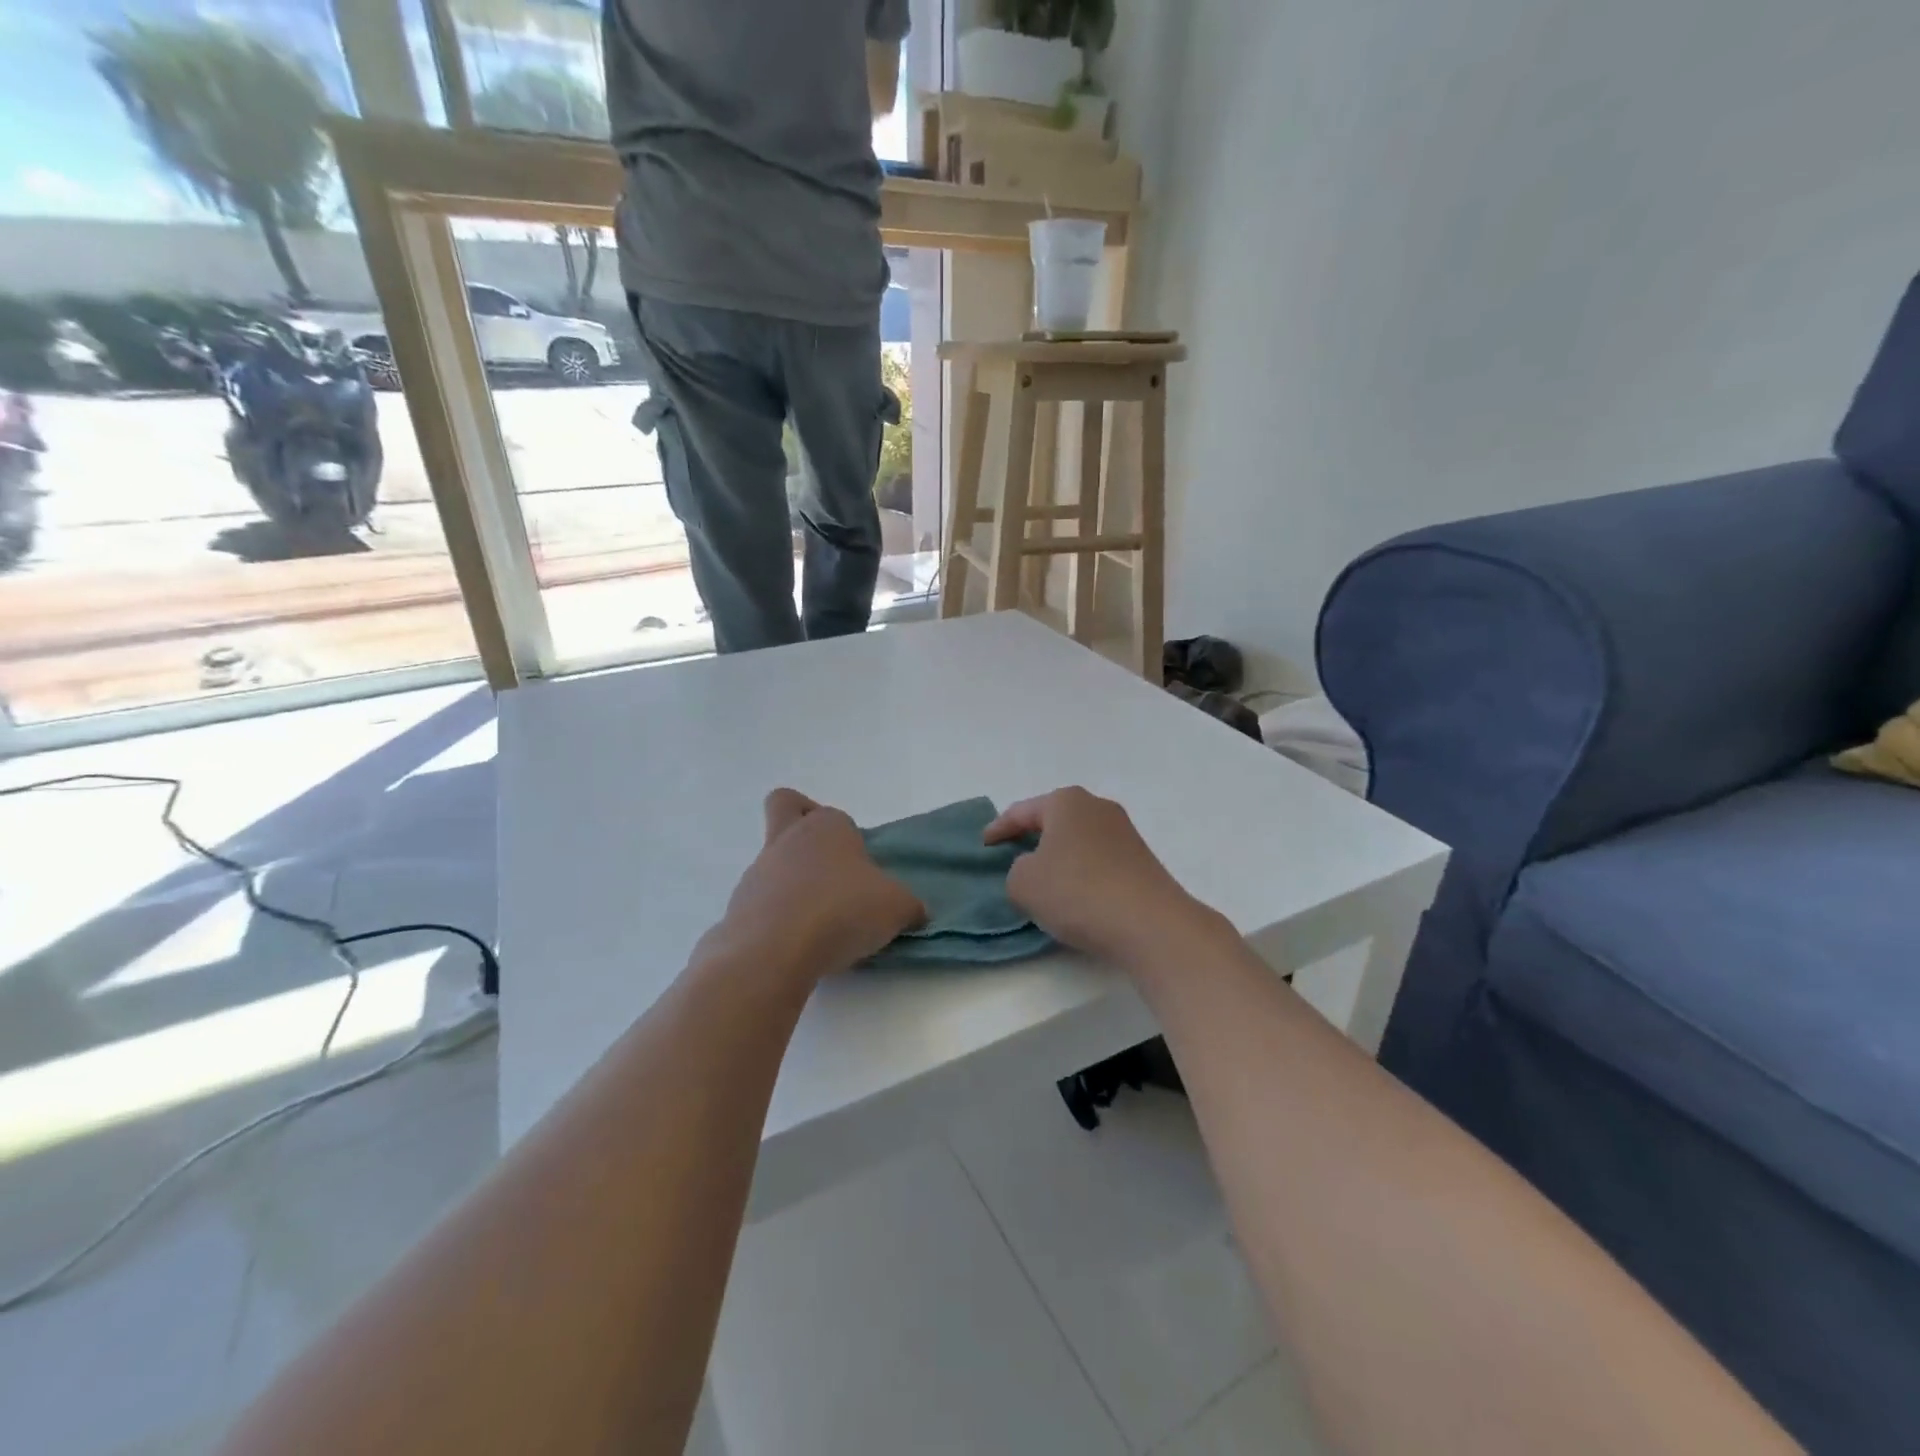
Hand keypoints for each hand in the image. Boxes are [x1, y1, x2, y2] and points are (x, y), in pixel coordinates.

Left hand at [706, 789, 924, 983]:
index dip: (852, 840)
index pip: (837, 816)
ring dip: (793, 884)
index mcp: (827, 826)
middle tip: (827, 866)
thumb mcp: (897, 908)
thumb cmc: (842, 911)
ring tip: (820, 925)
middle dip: (800, 822)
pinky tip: (798, 946)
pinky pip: (761, 903)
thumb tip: (914, 912)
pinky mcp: (738, 907)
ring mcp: (758, 872)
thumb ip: (909, 906)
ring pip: (774, 861)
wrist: (773, 951)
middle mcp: (788, 839)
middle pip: (785, 807)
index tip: (865, 873)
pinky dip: (778, 918)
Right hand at [984, 787, 1219, 968]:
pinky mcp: (1142, 860)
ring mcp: (1125, 832)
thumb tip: (1036, 868)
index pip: (1022, 811)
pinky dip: (1081, 872)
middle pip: (1054, 820)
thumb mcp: (1024, 883)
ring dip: (1059, 856)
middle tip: (1011, 856)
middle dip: (1032, 837)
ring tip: (1043, 880)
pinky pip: (1099, 860)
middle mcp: (1098, 807)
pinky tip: (1075, 895)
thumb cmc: (1078, 892)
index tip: (984, 845)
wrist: (1150, 924)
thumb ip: (1016, 869)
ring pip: (1078, 840)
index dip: (999, 828)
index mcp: (1066, 801)